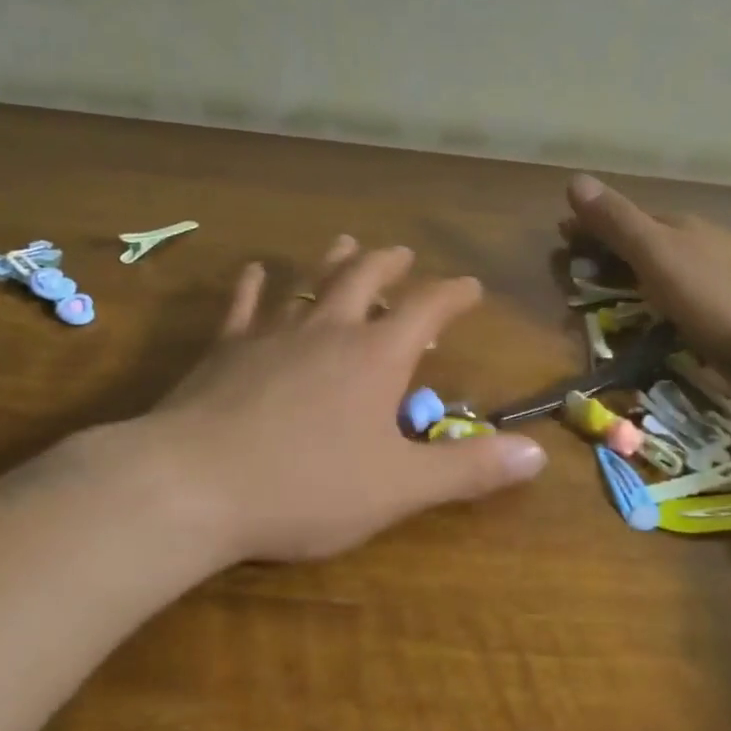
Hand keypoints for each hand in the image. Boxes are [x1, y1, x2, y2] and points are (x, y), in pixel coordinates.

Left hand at [139, 236, 547, 564]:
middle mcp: (327, 331)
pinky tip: (255, 271)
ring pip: (309, 283)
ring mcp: (271, 335)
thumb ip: (468, 469)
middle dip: (390, 265)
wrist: (193, 485)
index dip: (452, 295)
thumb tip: (538, 453)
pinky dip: (254, 286)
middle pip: (365, 280)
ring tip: (347, 242)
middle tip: (402, 253)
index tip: (470, 286)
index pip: (426, 310)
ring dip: (332, 262)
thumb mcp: (399, 487)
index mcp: (375, 358)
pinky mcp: (224, 350)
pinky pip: (243, 306)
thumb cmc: (306, 488)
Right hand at [564, 174, 730, 370]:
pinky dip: (674, 284)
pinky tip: (678, 300)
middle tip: (588, 265)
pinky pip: (697, 281)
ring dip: (647, 265)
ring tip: (626, 285)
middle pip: (651, 235)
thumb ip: (617, 222)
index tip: (564, 236)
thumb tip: (574, 179)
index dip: (592, 226)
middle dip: (617, 245)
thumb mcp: (657, 255)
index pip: (624, 218)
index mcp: (678, 225)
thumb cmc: (715, 293)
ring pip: (677, 258)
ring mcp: (729, 264)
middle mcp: (703, 237)